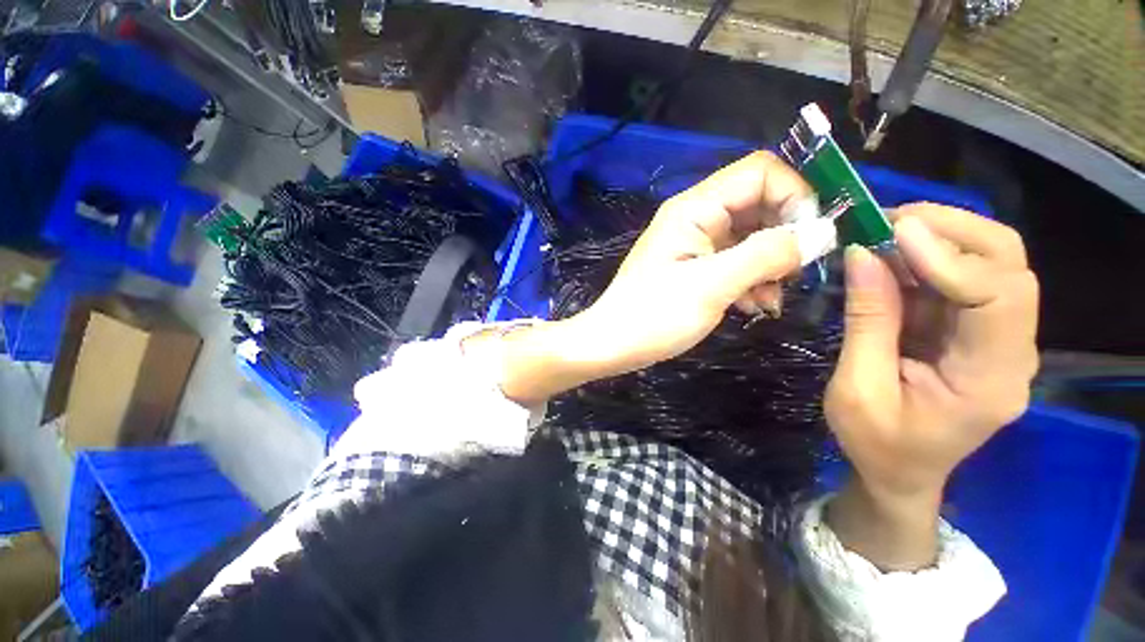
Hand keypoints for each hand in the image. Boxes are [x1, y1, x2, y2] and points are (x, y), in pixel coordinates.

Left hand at [569, 151, 836, 373]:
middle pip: (760, 204)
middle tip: (796, 274)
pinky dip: (753, 280)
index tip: (812, 238)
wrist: (613, 345)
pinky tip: (754, 306)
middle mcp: (696, 218)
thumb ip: (766, 254)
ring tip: (771, 300)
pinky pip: (737, 261)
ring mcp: (695, 244)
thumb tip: (822, 231)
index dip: (795, 196)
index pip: (761, 172)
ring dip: (771, 264)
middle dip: (786, 236)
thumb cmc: (653, 316)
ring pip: (752, 237)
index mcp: (694, 209)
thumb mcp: (711, 286)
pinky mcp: (695, 268)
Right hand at [825, 204, 1038, 568]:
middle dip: (955, 230)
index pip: (1000, 298)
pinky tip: (892, 257)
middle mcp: (1012, 352)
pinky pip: (963, 279)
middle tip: (892, 218)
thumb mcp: (856, 389)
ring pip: (992, 264)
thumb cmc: (876, 443)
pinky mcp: (977, 331)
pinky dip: (928, 259)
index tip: (894, 234)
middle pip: (1011, 266)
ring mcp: (999, 339)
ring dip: (941, 237)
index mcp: (990, 382)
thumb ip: (866, 322)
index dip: (952, 259)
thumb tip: (863, 256)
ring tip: (884, 232)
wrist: (901, 472)